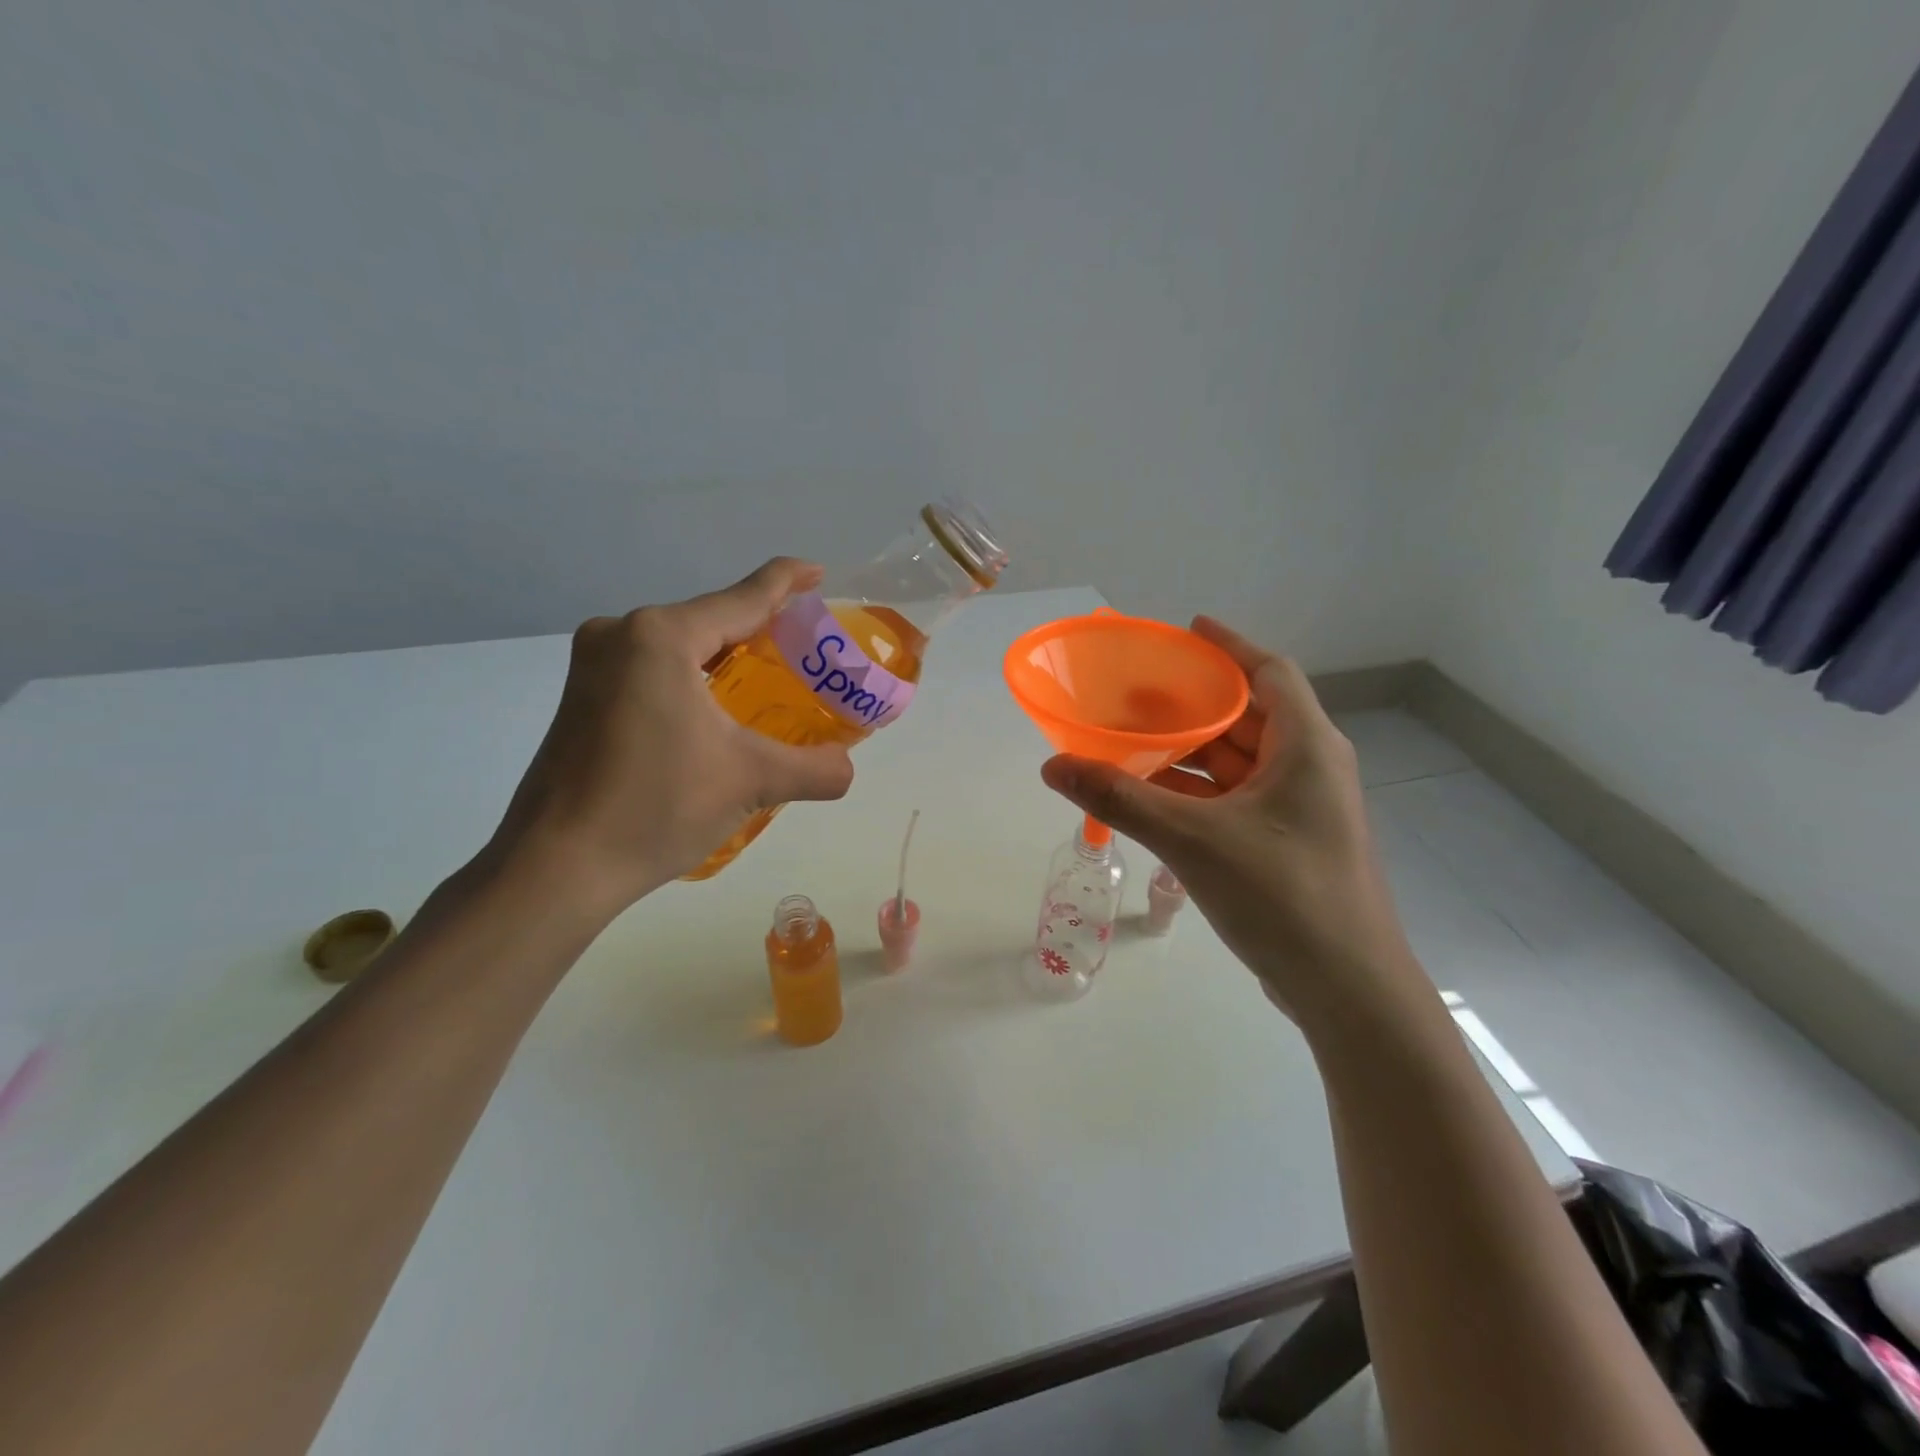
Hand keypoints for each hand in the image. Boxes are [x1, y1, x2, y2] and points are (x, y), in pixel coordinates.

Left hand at [482, 559, 855, 919]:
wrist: (557, 867)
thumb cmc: (656, 807)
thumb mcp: (751, 781)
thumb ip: (815, 769)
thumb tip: (848, 770)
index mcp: (661, 637)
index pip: (741, 598)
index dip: (785, 581)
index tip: (817, 570)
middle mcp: (621, 634)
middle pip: (709, 618)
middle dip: (759, 627)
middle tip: (806, 644)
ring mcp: (593, 664)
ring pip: (679, 644)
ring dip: (724, 655)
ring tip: (769, 675)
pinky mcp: (582, 696)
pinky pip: (652, 668)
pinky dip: (692, 676)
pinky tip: (715, 707)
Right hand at [1040, 617, 1426, 1028]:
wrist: (1347, 990)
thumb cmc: (1283, 895)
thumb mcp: (1193, 839)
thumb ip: (1121, 798)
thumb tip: (1053, 766)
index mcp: (1306, 747)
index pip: (1270, 672)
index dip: (1229, 647)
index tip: (1185, 631)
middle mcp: (1309, 768)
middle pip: (1249, 715)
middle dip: (1195, 702)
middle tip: (1138, 691)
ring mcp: (1300, 810)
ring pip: (1239, 762)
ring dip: (1190, 751)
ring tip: (1134, 740)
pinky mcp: (1287, 844)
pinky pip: (1235, 799)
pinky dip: (1197, 791)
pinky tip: (1152, 796)